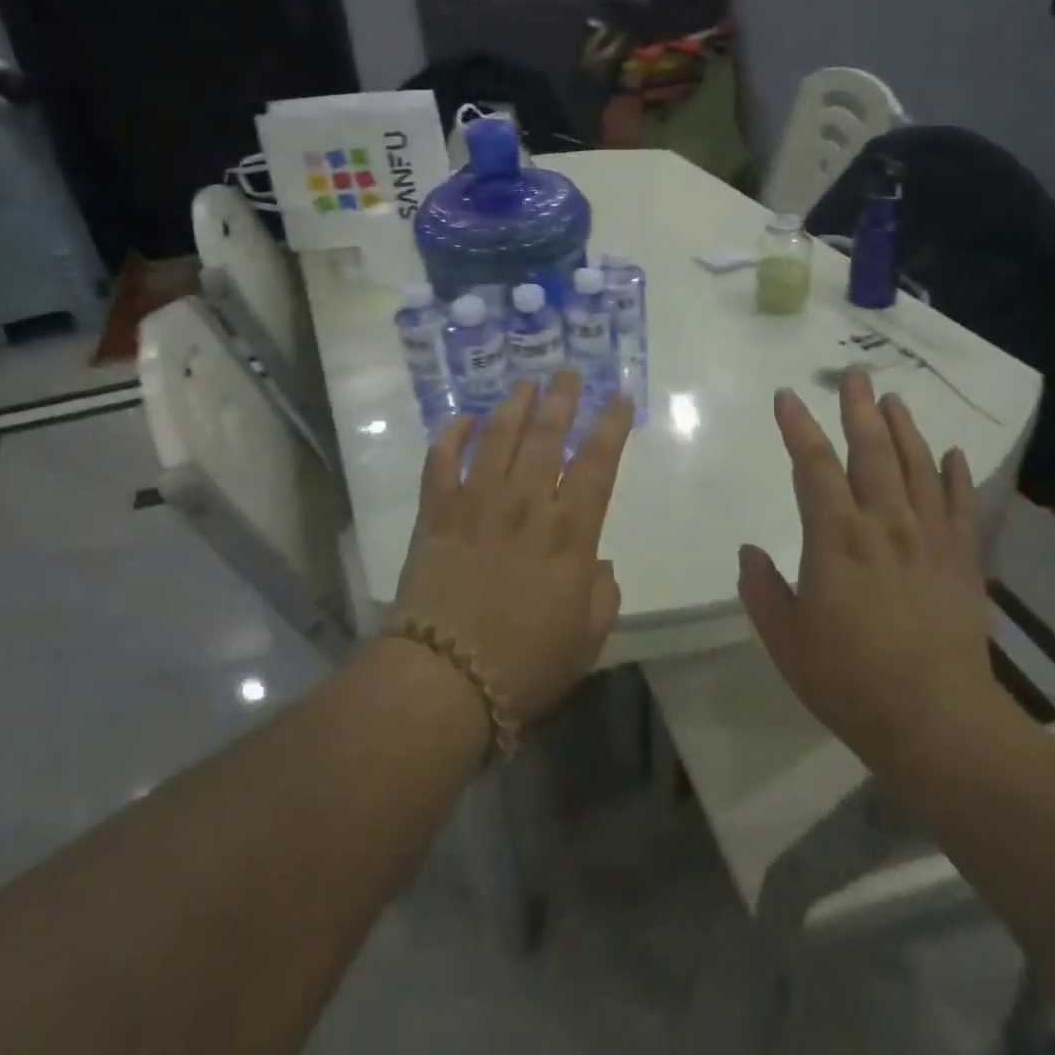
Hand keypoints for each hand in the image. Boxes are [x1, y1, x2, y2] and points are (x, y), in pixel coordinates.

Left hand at [394, 371, 631, 726]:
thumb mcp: (586, 640)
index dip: (611, 426)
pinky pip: (440, 462)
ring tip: (525, 384)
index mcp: (568, 535)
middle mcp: (524, 506)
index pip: (597, 464)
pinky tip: (461, 419)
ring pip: (497, 438)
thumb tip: (597, 563)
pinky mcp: (435, 514)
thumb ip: (601, 595)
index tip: (619, 397)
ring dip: (513, 406)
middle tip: (568, 374)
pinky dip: (450, 436)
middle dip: (561, 400)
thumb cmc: (524, 666)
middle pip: (547, 437)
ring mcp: (476, 504)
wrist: (444, 681)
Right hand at [739, 369, 1001, 779]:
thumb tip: (749, 551)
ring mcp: (929, 539)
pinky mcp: (963, 561)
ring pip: (917, 467)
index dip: (796, 426)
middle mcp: (884, 524)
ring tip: (893, 399)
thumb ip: (762, 589)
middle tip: (853, 374)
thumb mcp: (785, 638)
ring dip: (904, 429)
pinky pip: (961, 505)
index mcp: (835, 537)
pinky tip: (951, 454)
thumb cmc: (849, 680)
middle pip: (870, 451)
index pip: (812, 465)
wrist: (938, 723)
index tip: (787, 397)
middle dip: (857, 409)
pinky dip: (955, 475)